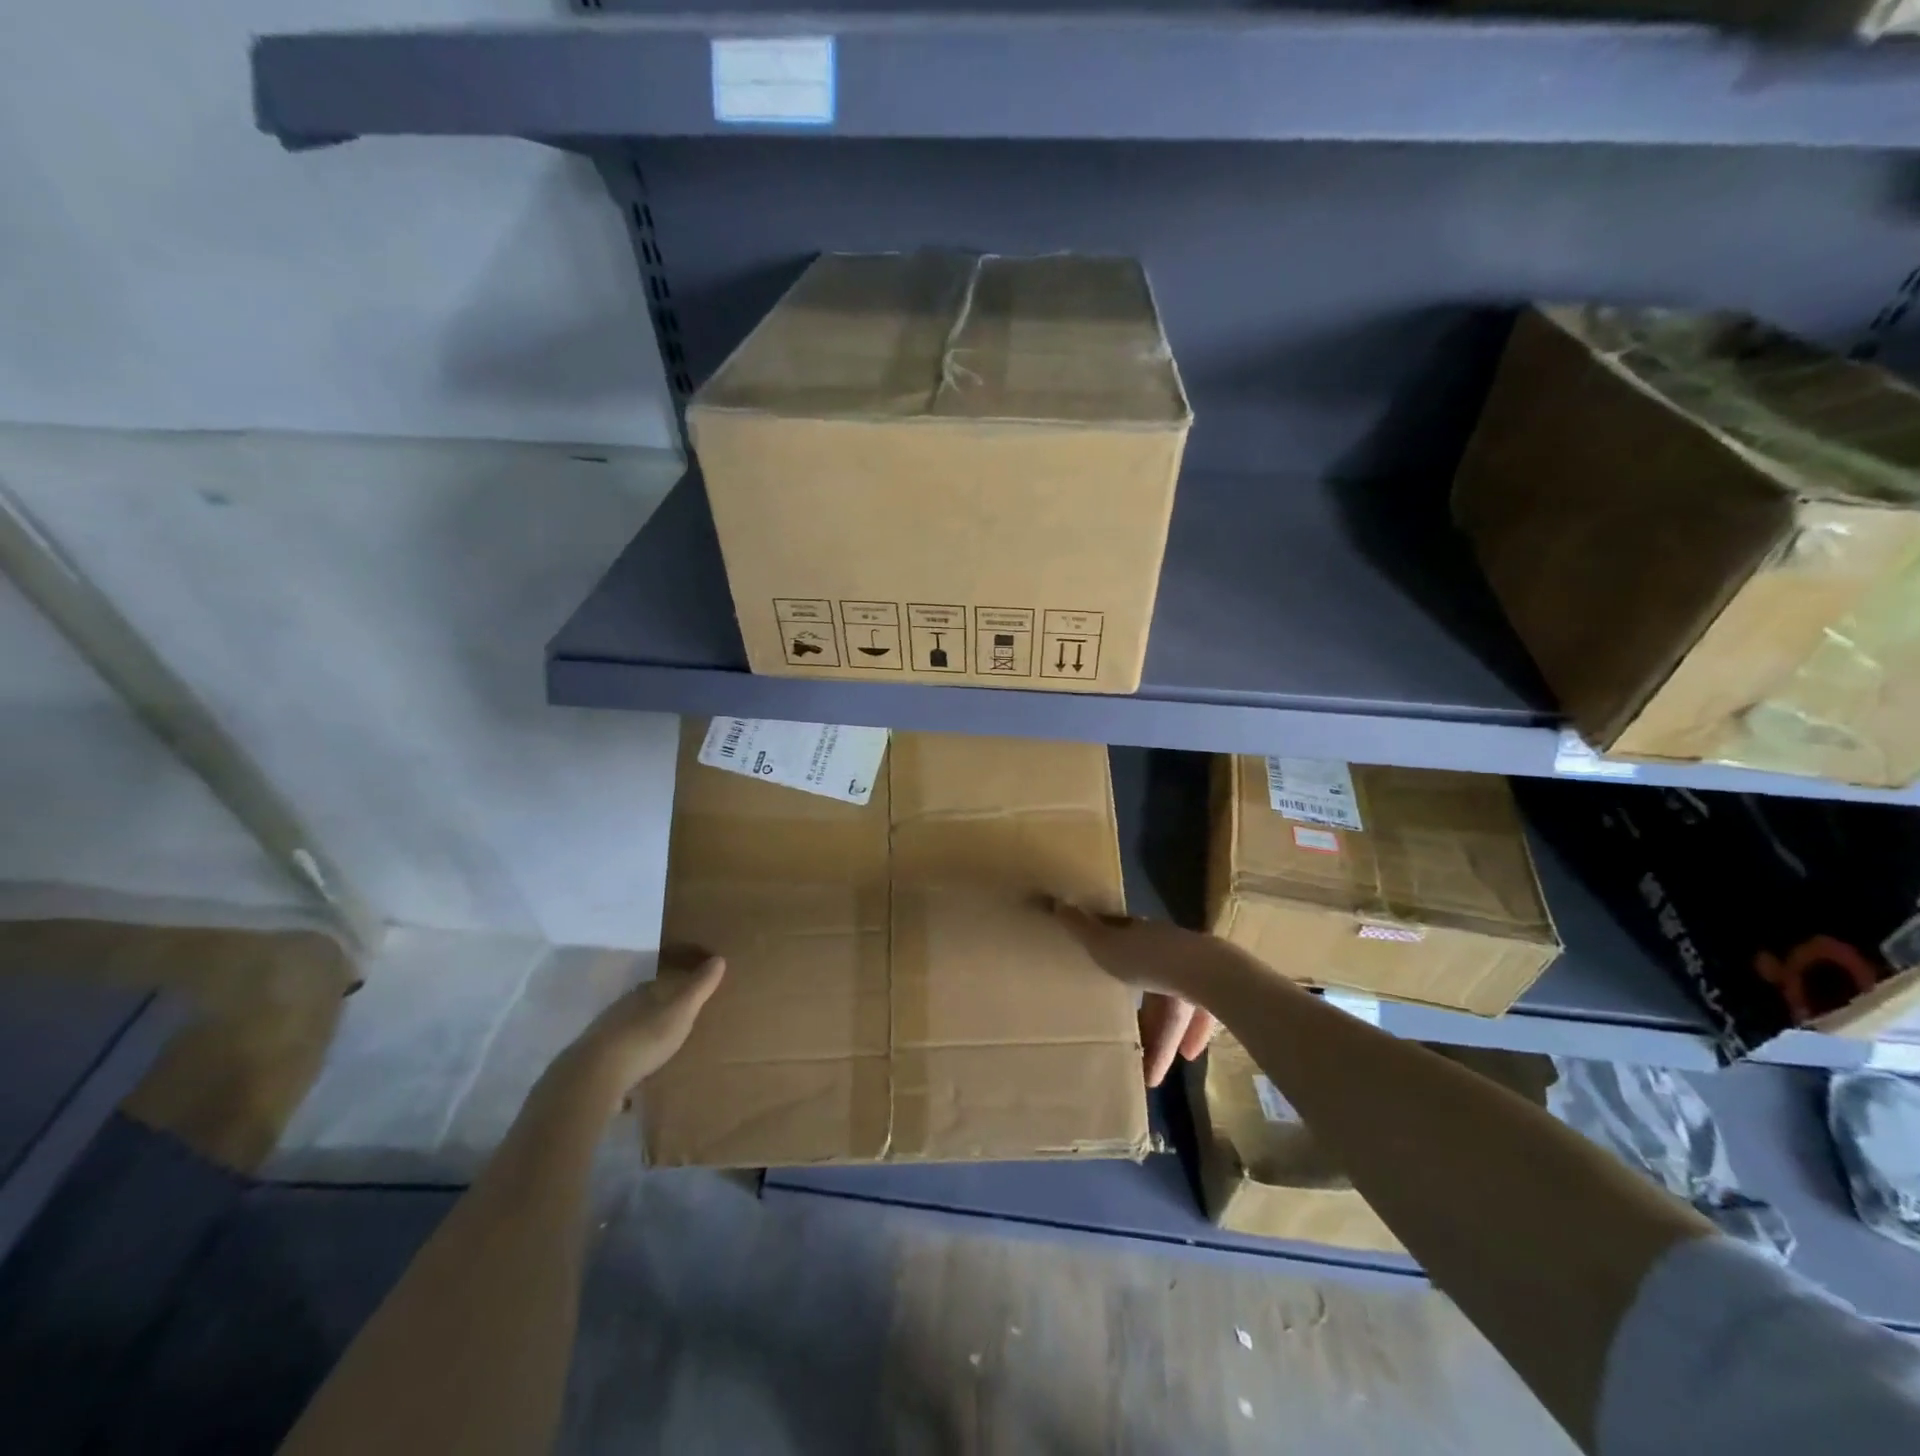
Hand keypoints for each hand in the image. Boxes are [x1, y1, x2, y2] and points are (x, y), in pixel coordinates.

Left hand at [540, 956, 725, 1114]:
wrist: (595, 1076)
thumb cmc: (645, 1037)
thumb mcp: (681, 1010)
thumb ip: (699, 986)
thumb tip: (719, 958)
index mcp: (641, 994)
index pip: (660, 984)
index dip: (675, 988)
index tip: (690, 996)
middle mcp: (619, 1010)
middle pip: (643, 1008)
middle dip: (658, 1015)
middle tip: (678, 1025)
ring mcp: (603, 1037)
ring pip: (628, 1033)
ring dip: (641, 1040)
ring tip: (660, 1054)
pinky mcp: (594, 1065)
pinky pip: (617, 1060)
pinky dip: (628, 1065)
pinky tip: (636, 1079)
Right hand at [1049, 900, 1221, 1087]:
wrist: (1208, 973)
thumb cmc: (1149, 960)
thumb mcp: (1105, 946)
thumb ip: (1081, 929)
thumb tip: (1056, 902)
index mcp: (1143, 935)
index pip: (1125, 941)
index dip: (1113, 957)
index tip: (1104, 973)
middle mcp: (1170, 948)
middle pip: (1151, 983)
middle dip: (1142, 1014)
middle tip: (1129, 1042)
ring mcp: (1197, 970)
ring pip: (1176, 1004)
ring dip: (1165, 1035)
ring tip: (1153, 1071)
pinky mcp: (1219, 992)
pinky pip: (1202, 1016)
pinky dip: (1193, 1035)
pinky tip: (1186, 1056)